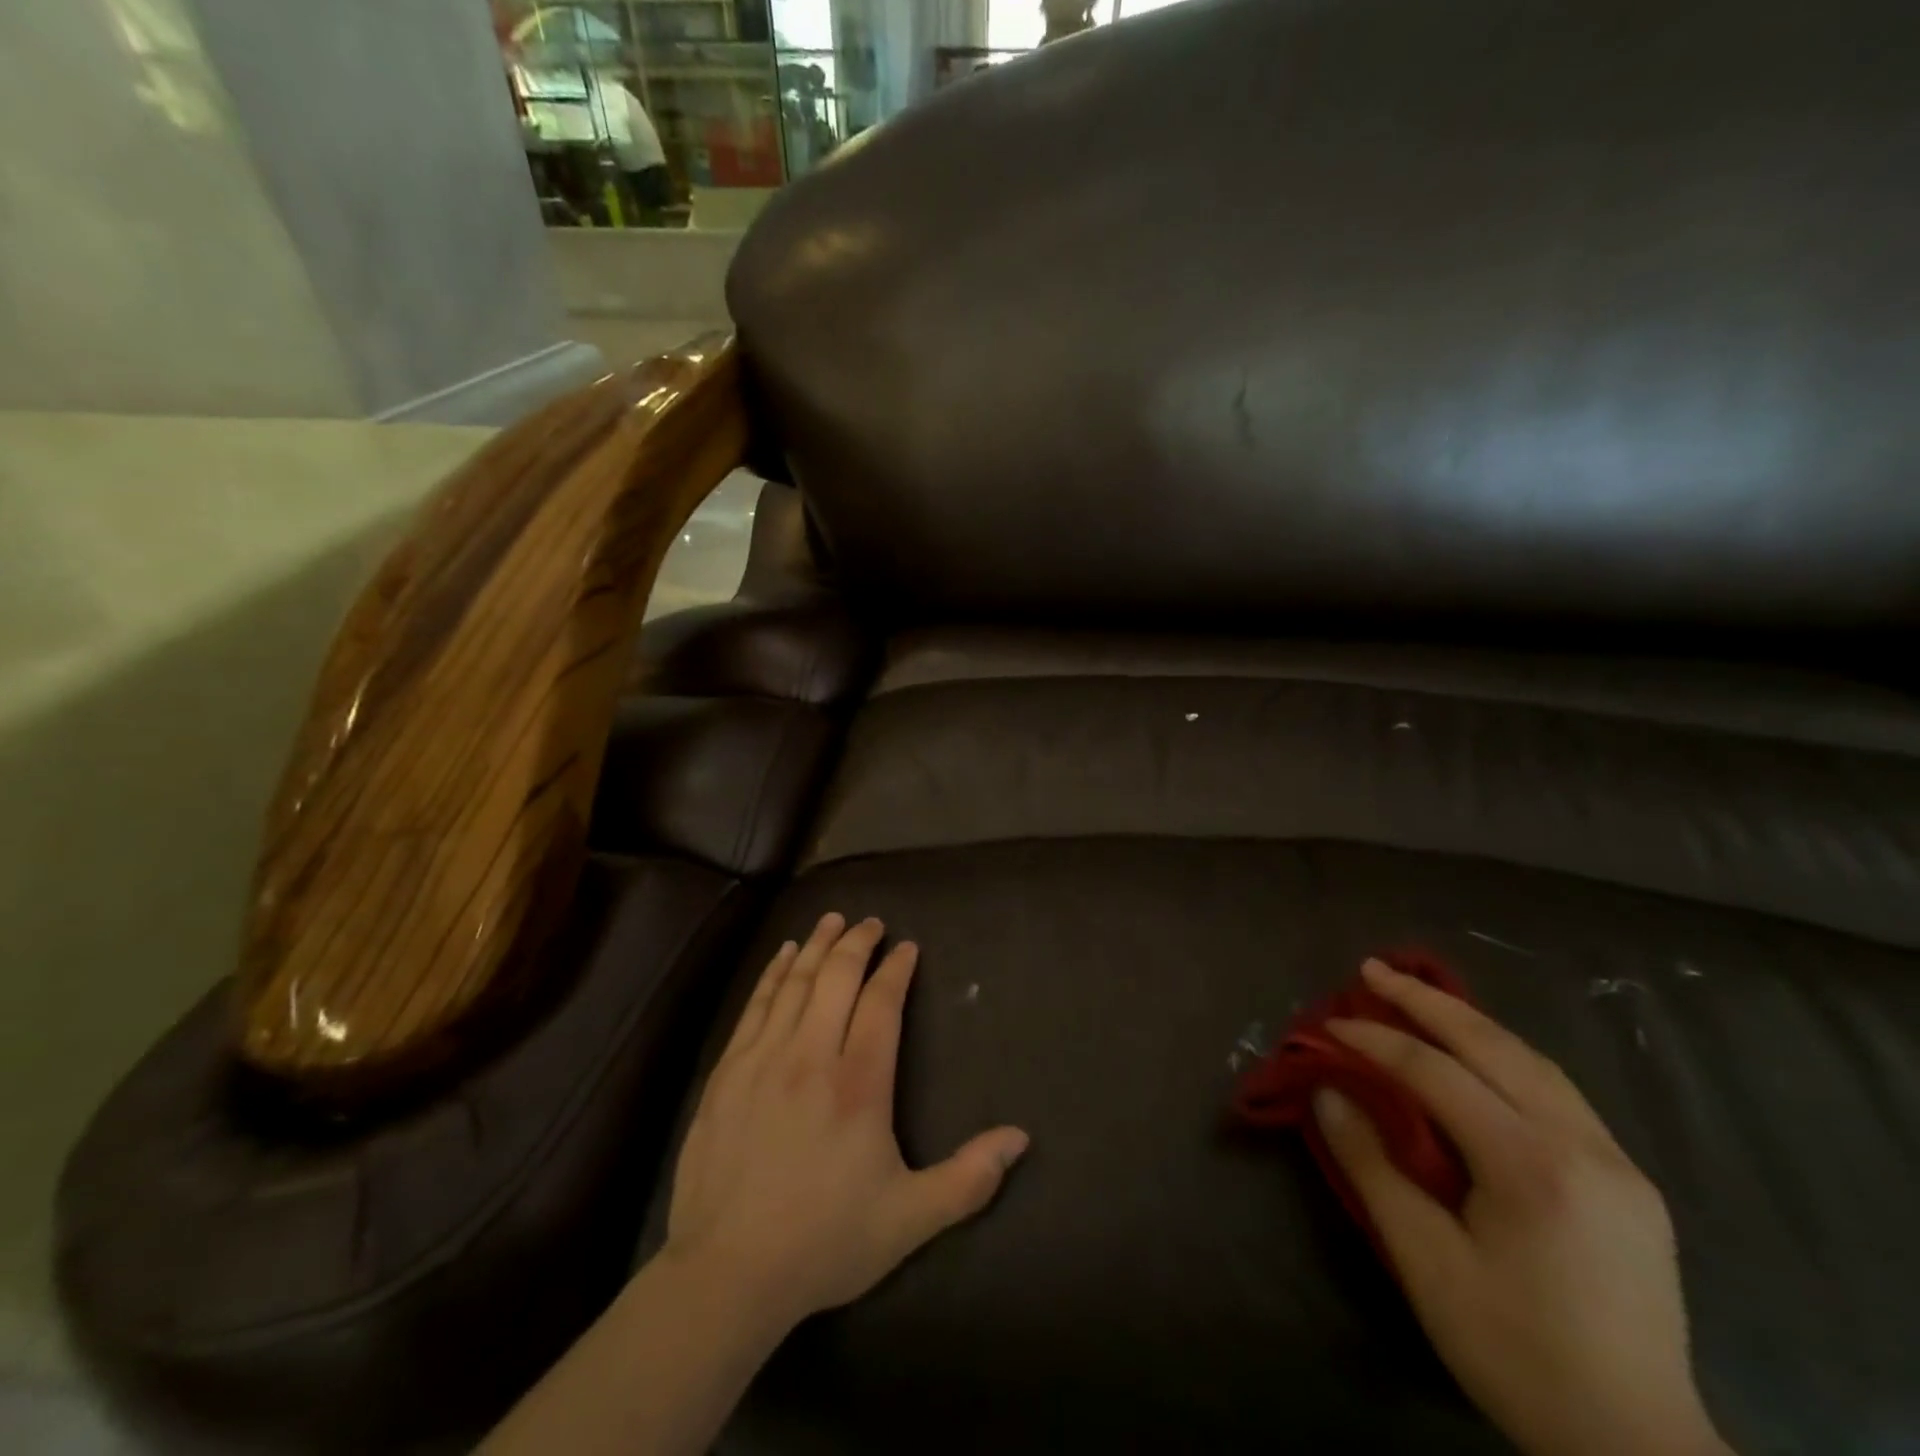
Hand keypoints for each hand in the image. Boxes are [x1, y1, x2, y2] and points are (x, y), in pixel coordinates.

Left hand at [662, 913, 1029, 1328]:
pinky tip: (783, 956)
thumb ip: (969, 1178)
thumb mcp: (909, 1220)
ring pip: (795, 982)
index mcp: (858, 1084)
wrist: (726, 1273)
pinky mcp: (727, 1071)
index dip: (896, 968)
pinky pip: (755, 1004)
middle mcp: (811, 1056)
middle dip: (857, 943)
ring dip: (816, 946)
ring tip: (832, 921)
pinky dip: (773, 973)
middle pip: (836, 978)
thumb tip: (1021, 1139)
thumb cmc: (824, 1241)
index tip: (906, 947)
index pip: (881, 1003)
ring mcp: (763, 1059)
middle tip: (871, 922)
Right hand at [1314, 959, 1730, 1455]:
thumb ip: (1371, 1166)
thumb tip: (1328, 1092)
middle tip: (1372, 969)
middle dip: (1427, 1001)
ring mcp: (1618, 1162)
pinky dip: (1504, 1056)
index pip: (1437, 1074)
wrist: (1638, 1448)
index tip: (1328, 1025)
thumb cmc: (1515, 1352)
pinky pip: (1557, 1091)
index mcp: (1534, 1168)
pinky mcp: (1629, 1181)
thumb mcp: (1425, 1263)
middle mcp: (1585, 1147)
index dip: (1375, 1042)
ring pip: (1534, 1061)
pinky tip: (1477, 1054)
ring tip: (1417, 995)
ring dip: (1469, 1021)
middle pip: (1495, 1046)